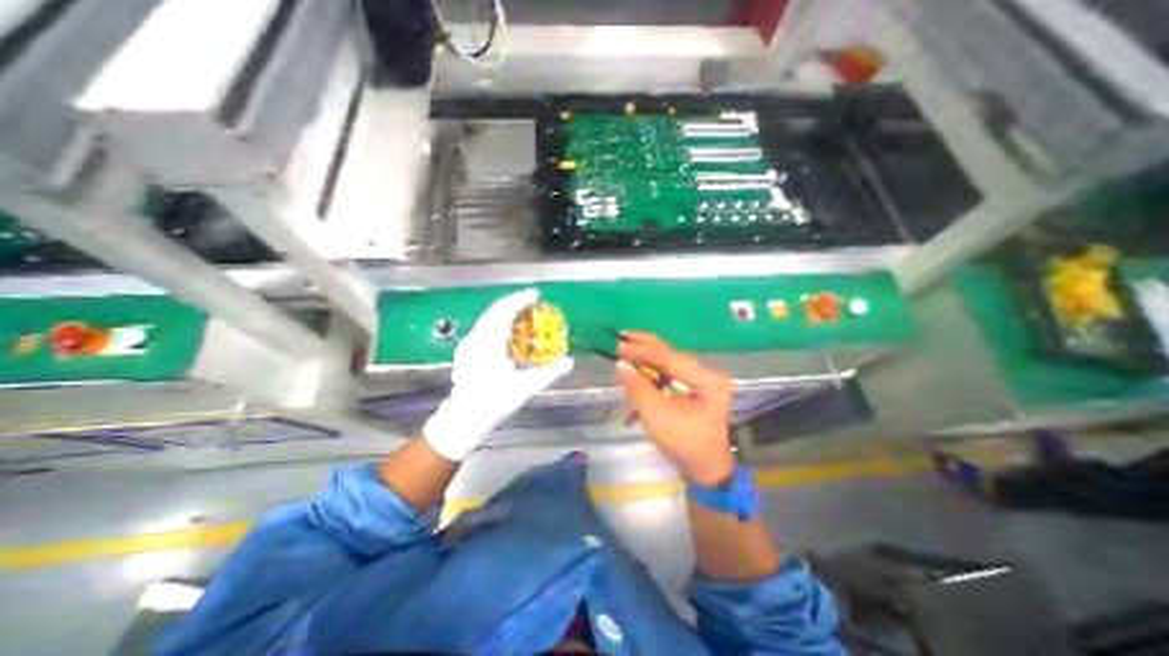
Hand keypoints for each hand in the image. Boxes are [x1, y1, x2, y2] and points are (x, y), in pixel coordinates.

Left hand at [428, 289, 575, 464]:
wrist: (464, 418)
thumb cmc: (495, 401)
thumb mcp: (526, 387)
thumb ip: (550, 373)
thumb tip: (570, 362)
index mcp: (490, 341)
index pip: (505, 310)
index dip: (521, 299)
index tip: (536, 295)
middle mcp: (476, 337)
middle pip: (495, 310)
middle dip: (514, 303)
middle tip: (532, 303)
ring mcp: (468, 344)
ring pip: (488, 319)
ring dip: (505, 313)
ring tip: (522, 315)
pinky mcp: (465, 352)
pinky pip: (483, 329)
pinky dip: (498, 324)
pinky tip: (506, 335)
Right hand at [612, 334, 726, 486]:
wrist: (704, 470)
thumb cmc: (684, 443)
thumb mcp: (657, 415)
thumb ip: (638, 387)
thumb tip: (621, 364)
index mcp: (707, 379)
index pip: (669, 358)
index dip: (642, 350)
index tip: (619, 344)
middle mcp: (706, 374)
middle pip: (670, 356)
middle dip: (643, 349)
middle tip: (621, 337)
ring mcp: (700, 381)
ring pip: (667, 365)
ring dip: (644, 362)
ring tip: (624, 356)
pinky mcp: (692, 389)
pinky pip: (668, 376)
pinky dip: (650, 377)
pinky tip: (635, 378)